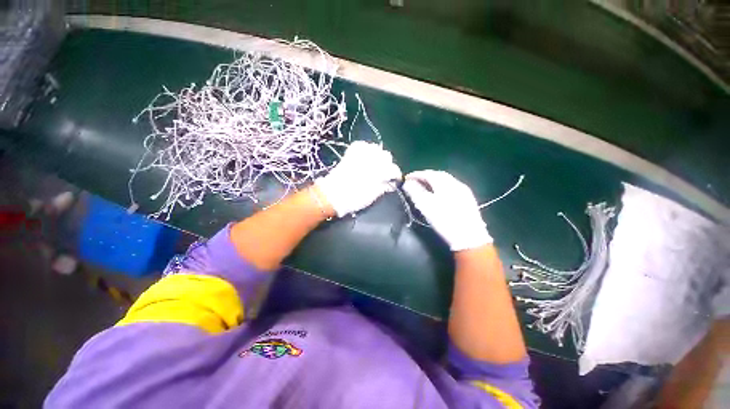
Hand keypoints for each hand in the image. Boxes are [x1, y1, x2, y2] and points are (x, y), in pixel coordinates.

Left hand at [315, 141, 401, 216]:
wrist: (333, 195)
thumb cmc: (354, 198)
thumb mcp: (372, 196)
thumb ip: (383, 188)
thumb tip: (390, 184)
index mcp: (378, 172)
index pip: (393, 169)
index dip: (396, 175)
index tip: (395, 180)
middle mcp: (371, 161)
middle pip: (386, 156)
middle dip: (388, 164)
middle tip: (384, 173)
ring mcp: (361, 155)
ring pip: (376, 148)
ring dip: (378, 156)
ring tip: (375, 164)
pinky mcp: (351, 154)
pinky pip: (362, 145)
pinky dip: (366, 149)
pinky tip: (365, 156)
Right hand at [402, 170, 491, 250]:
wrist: (469, 237)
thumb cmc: (445, 221)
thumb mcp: (426, 206)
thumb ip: (415, 192)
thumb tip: (407, 183)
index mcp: (445, 184)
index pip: (428, 173)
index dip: (416, 175)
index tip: (406, 178)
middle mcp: (456, 183)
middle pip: (438, 175)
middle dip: (425, 176)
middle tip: (414, 182)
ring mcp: (464, 191)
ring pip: (446, 181)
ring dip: (433, 181)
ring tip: (424, 187)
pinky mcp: (468, 199)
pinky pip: (451, 187)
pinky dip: (441, 187)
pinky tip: (438, 194)